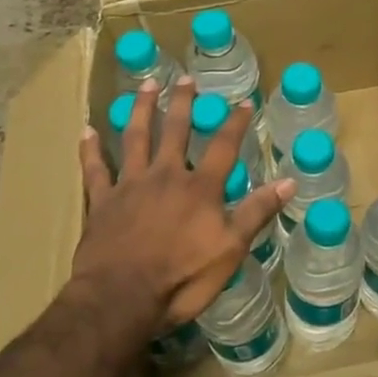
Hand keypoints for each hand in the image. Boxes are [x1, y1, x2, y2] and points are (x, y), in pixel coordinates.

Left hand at [73, 78, 292, 332]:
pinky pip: (95, 169)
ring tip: (146, 85)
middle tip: (185, 79)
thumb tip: (289, 181)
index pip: (223, 147)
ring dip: (141, 110)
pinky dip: (91, 150)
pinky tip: (87, 130)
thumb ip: (257, 212)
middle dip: (182, 103)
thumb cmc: (182, 278)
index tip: (243, 103)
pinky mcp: (102, 202)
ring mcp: (130, 186)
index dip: (235, 124)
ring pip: (135, 138)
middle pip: (176, 131)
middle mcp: (166, 176)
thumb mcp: (231, 249)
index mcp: (200, 188)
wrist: (121, 297)